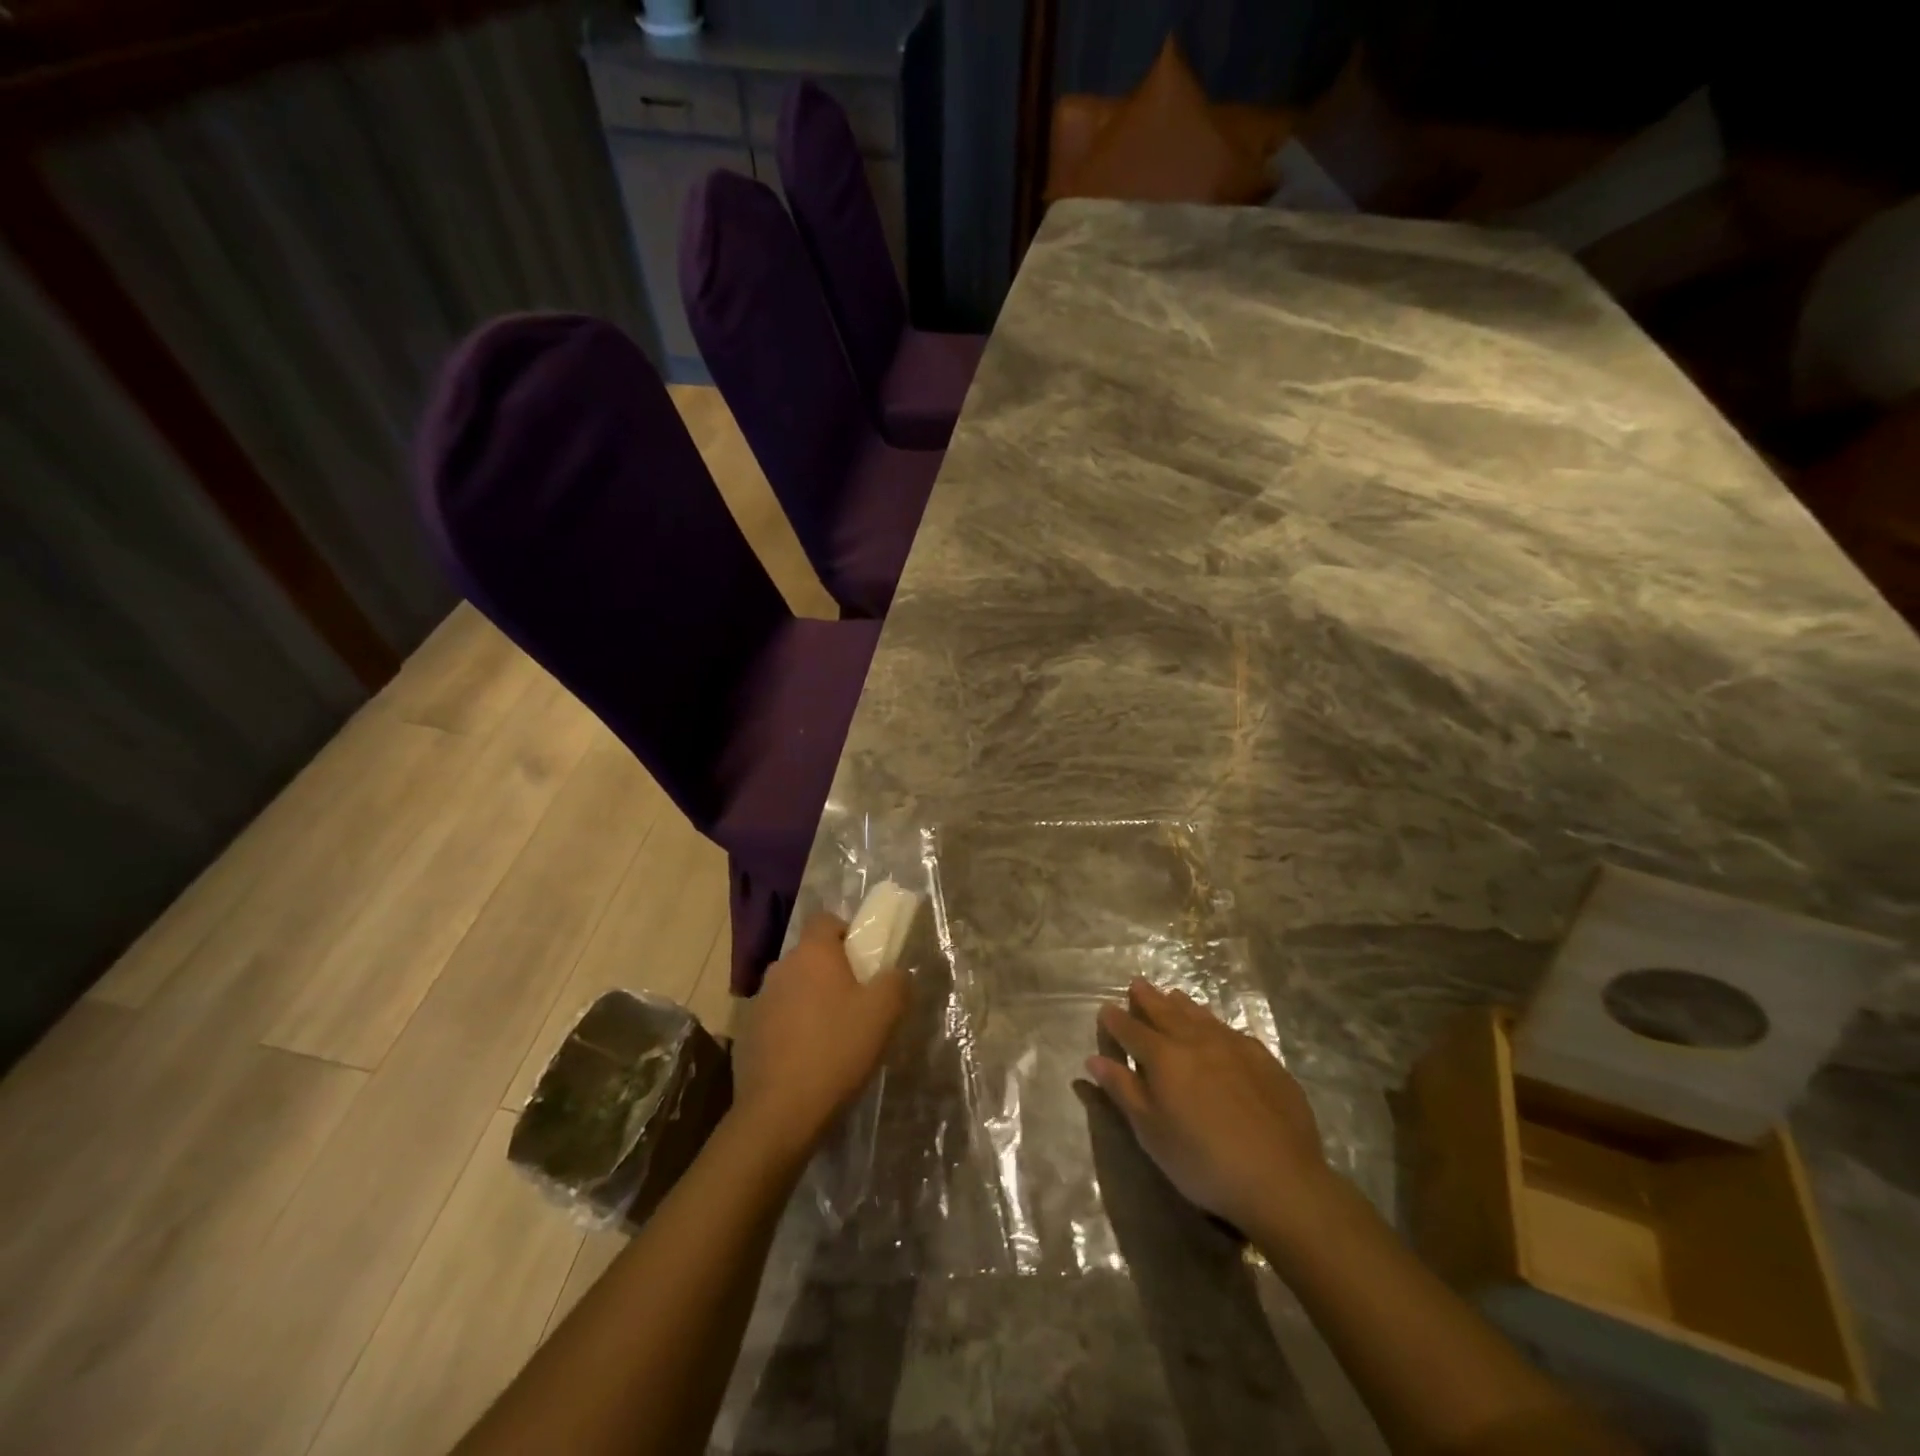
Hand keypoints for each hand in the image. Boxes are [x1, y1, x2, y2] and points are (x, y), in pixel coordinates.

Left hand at [728, 913, 908, 1166]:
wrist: (779, 1112)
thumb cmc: (836, 1049)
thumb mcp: (884, 1012)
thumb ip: (897, 981)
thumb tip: (895, 973)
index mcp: (812, 953)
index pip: (826, 920)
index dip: (847, 932)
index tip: (864, 960)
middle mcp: (780, 968)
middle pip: (810, 956)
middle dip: (832, 972)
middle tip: (857, 1002)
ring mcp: (759, 1002)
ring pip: (794, 988)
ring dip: (811, 1001)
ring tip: (834, 1036)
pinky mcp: (747, 1035)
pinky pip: (778, 1019)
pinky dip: (794, 1030)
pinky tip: (809, 1060)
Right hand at [1086, 978, 1332, 1240]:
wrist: (1280, 1179)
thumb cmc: (1202, 1161)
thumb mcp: (1151, 1132)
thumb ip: (1123, 1090)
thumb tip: (1094, 1059)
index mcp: (1164, 1057)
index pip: (1132, 1030)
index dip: (1116, 1020)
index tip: (1106, 1009)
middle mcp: (1196, 1040)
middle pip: (1166, 1012)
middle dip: (1148, 999)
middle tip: (1137, 984)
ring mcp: (1234, 1046)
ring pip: (1200, 1016)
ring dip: (1182, 1004)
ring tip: (1173, 994)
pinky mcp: (1264, 1060)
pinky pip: (1231, 1031)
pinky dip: (1215, 1023)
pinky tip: (1218, 1029)